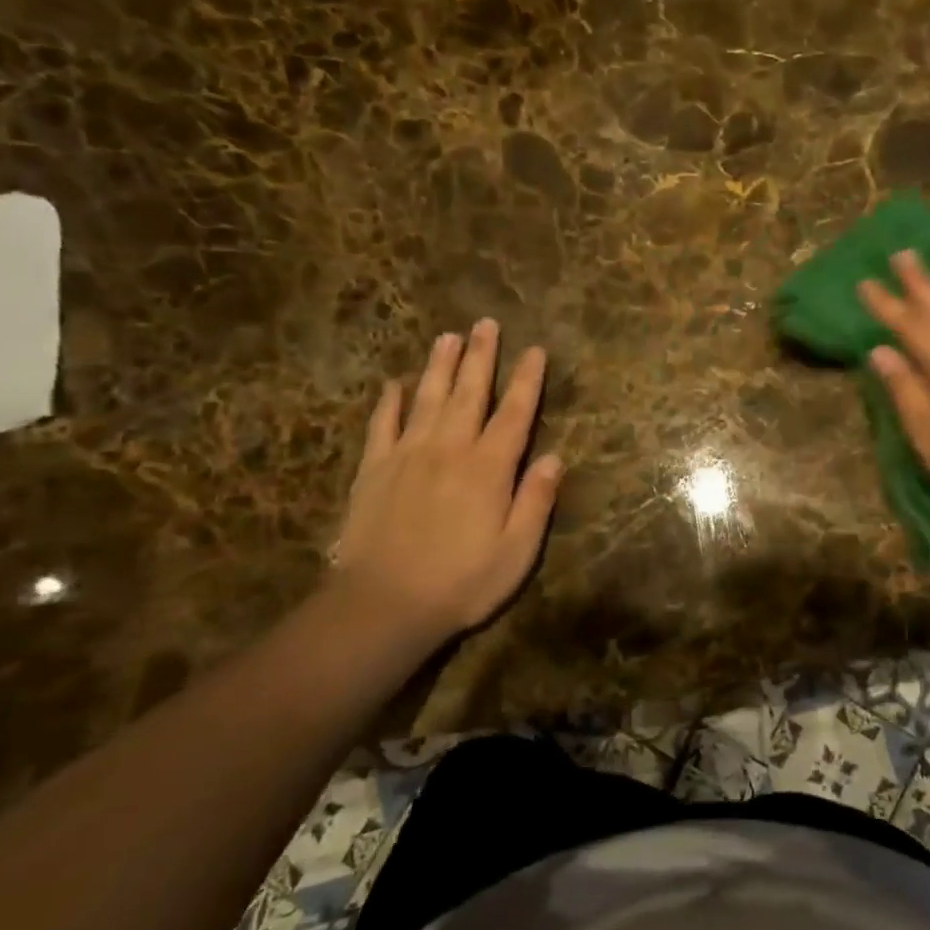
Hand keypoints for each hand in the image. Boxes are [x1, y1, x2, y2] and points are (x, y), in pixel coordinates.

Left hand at [330, 320, 562, 651]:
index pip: (514, 413)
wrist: (382, 606)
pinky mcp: (373, 470)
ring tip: (447, 336)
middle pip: (468, 393)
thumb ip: (536, 500)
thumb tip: (555, 457)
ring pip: (426, 398)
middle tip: (485, 324)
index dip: (526, 380)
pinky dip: (388, 401)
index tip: (535, 350)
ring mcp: (407, 455)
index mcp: (489, 468)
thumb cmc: (461, 582)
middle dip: (480, 356)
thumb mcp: (517, 551)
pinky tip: (393, 384)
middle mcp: (449, 449)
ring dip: (439, 365)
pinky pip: (382, 425)